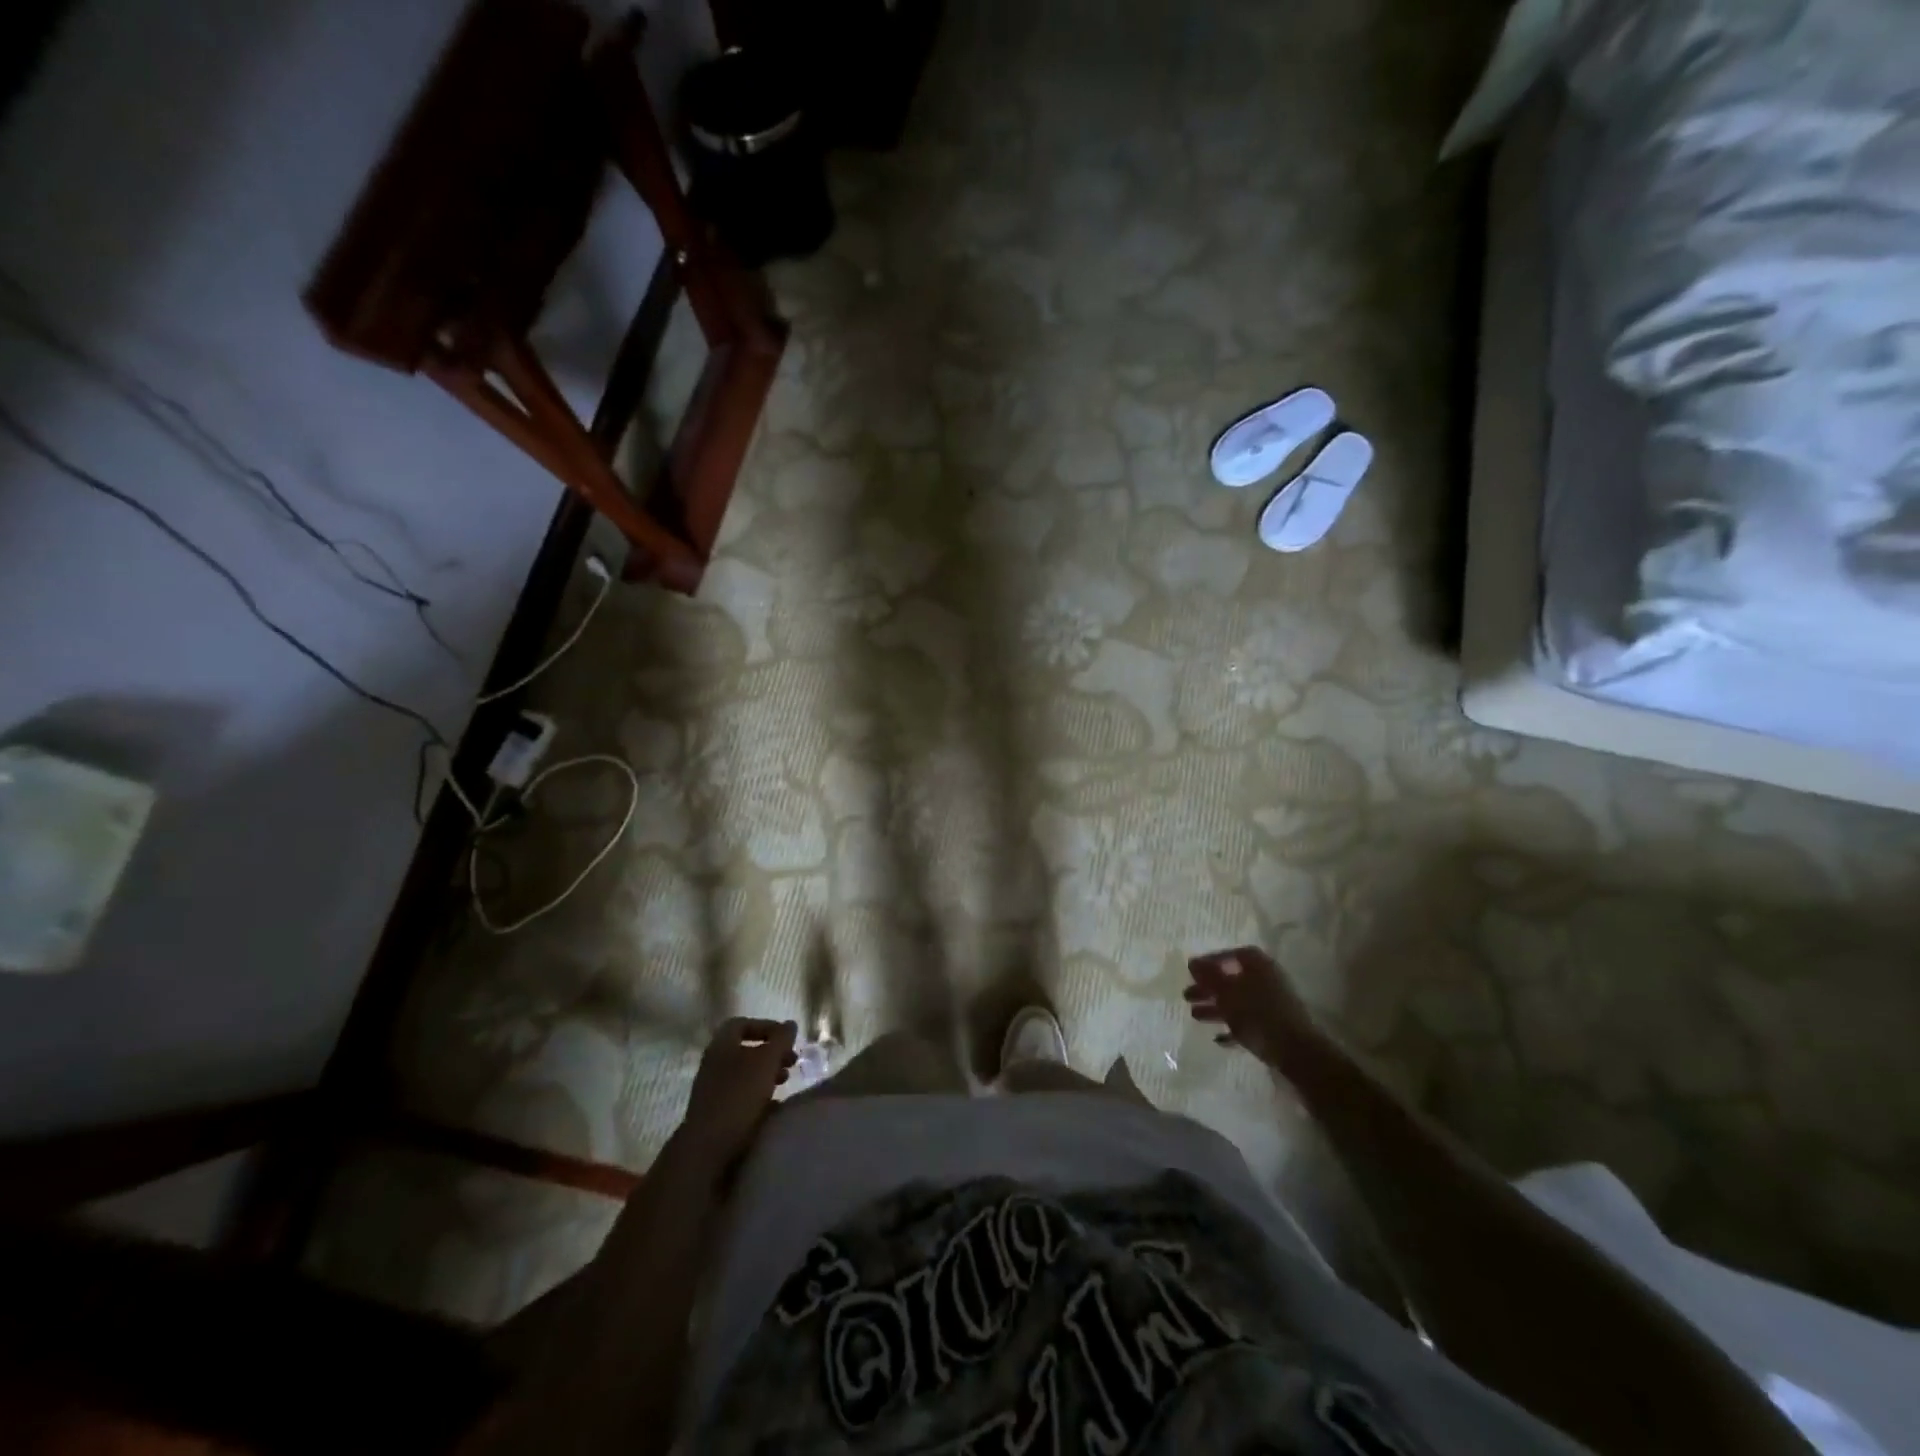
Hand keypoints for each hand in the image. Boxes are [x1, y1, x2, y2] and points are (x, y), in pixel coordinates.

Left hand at [676, 1017, 797, 1175]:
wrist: (708, 1149)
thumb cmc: (739, 1095)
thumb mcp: (766, 1061)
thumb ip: (781, 1040)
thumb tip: (791, 1024)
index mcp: (721, 1045)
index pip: (742, 1023)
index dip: (766, 1026)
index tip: (786, 1038)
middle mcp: (714, 1064)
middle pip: (746, 1050)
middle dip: (772, 1053)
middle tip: (792, 1061)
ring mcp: (713, 1090)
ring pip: (745, 1074)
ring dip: (768, 1075)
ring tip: (786, 1083)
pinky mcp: (717, 1114)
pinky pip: (742, 1097)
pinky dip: (760, 1097)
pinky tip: (774, 1106)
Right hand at [1185, 947, 1317, 1068]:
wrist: (1297, 1052)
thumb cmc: (1258, 1014)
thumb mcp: (1226, 992)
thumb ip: (1208, 976)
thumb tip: (1192, 962)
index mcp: (1258, 964)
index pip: (1231, 955)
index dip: (1210, 961)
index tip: (1192, 973)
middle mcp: (1267, 978)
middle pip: (1232, 979)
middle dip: (1208, 988)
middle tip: (1187, 996)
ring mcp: (1273, 1003)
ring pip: (1238, 1001)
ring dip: (1216, 1008)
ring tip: (1195, 1016)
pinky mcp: (1275, 1026)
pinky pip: (1249, 1021)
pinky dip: (1232, 1026)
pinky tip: (1218, 1038)